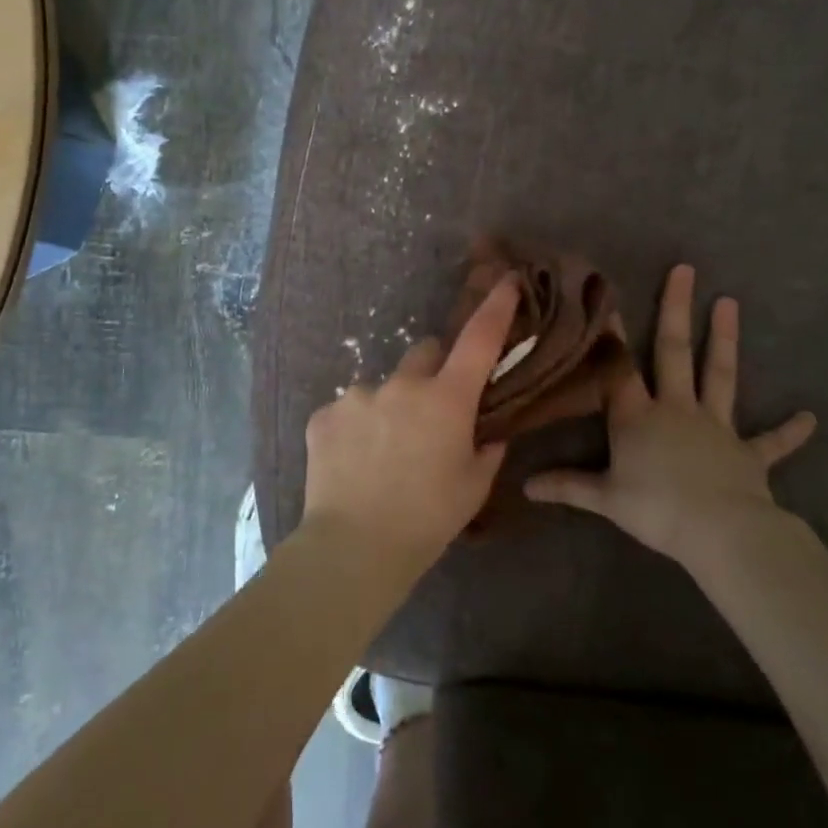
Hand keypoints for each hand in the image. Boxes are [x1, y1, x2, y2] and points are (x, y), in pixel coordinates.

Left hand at [301, 278, 520, 573]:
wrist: (354, 546)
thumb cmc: (427, 519)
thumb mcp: (473, 487)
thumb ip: (487, 449)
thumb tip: (488, 432)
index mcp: (446, 399)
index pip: (478, 340)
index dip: (494, 307)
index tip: (504, 280)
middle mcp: (401, 384)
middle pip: (424, 353)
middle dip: (433, 371)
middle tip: (431, 412)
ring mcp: (357, 395)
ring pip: (383, 386)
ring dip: (389, 406)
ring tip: (383, 453)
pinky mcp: (323, 414)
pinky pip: (347, 409)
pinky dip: (355, 426)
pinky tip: (353, 461)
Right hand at [524, 264, 816, 567]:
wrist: (720, 531)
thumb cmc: (655, 508)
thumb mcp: (604, 498)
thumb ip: (566, 487)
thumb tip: (525, 486)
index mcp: (637, 416)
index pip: (618, 368)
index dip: (611, 334)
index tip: (608, 297)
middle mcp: (676, 409)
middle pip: (674, 352)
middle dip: (677, 310)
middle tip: (685, 270)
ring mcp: (716, 427)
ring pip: (721, 376)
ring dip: (725, 340)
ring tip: (730, 303)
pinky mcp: (748, 453)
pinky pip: (772, 441)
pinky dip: (790, 431)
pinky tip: (811, 418)